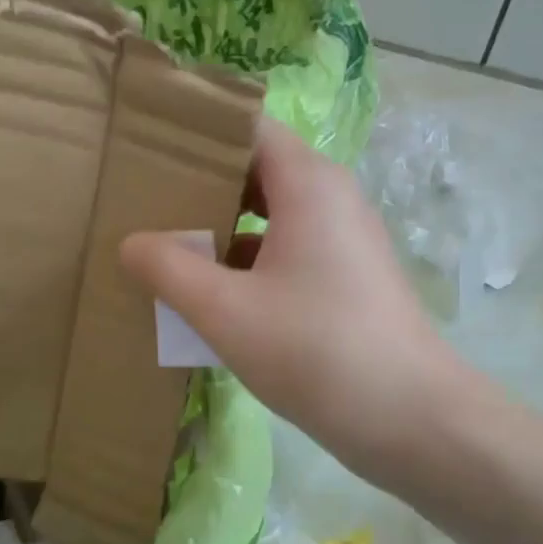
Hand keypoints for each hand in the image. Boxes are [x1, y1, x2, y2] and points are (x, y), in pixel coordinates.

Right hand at [122, 120, 462, 489]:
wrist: (410, 417)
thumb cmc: (315, 350)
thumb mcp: (226, 312)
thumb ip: (170, 270)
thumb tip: (131, 243)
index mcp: (308, 183)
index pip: (247, 126)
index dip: (197, 131)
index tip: (147, 150)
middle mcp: (331, 197)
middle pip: (258, 168)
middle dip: (202, 183)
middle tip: (146, 203)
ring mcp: (344, 239)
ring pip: (273, 214)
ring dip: (224, 228)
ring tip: (168, 247)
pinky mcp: (348, 277)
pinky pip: (289, 250)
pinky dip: (250, 262)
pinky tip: (213, 295)